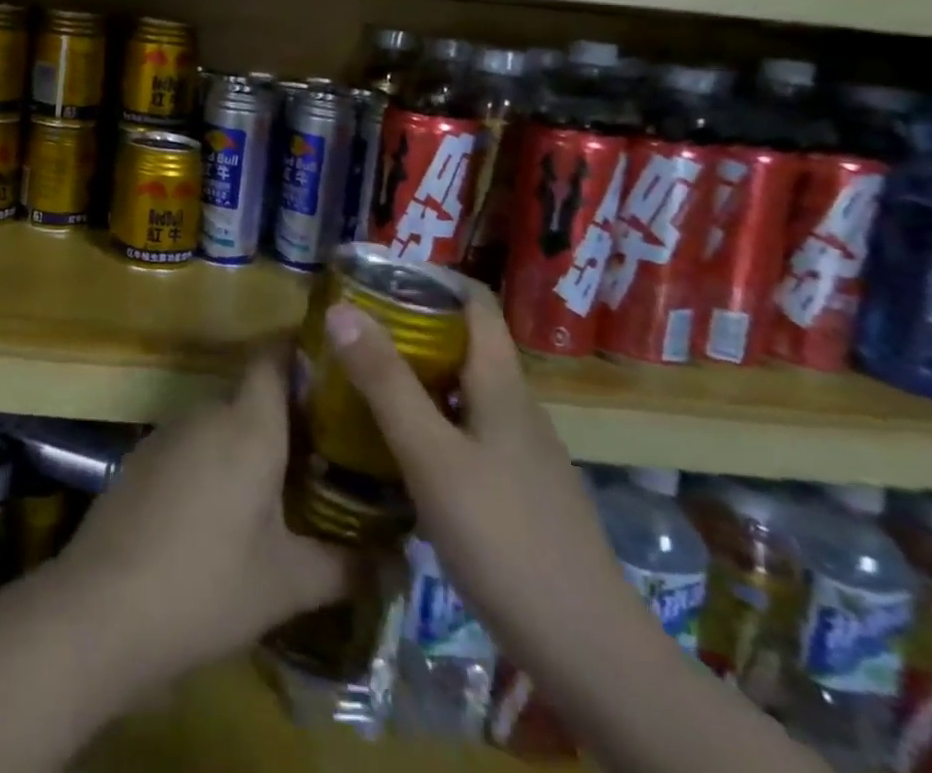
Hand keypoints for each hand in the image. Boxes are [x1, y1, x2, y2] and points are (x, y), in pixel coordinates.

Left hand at [55, 350, 352, 689]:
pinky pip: (194, 444)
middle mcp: (206, 413)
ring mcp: (168, 433)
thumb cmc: (208, 584)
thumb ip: (347, 566)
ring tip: (291, 480)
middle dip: (290, 412)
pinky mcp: (143, 458)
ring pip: (222, 421)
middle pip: (252, 392)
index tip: (336, 362)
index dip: (301, 347)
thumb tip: (397, 561)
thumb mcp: (287, 583)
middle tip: (332, 444)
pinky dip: (219, 460)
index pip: (274, 355)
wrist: (102, 607)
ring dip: (252, 440)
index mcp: (247, 424)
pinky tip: (231, 506)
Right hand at [322, 280, 629, 658]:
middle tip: (350, 328)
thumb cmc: (506, 539)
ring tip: (359, 378)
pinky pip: (465, 431)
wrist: (591, 654)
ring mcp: (521, 454)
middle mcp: (516, 409)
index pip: (475, 302)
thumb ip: (385, 383)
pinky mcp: (517, 493)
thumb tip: (340, 309)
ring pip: (462, 390)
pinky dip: (427, 419)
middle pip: (464, 343)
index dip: (430, 277)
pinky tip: (395, 445)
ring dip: (414, 374)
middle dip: (408, 326)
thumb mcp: (431, 455)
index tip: (376, 276)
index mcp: (503, 386)